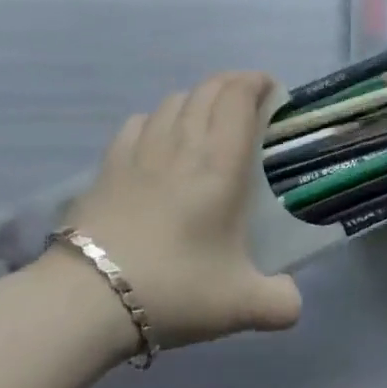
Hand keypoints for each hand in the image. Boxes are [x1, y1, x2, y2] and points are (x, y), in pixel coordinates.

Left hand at [56, 72, 301, 349]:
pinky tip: (158, 138)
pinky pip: (139, 121)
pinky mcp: (110, 163)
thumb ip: (278, 304)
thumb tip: (294, 305)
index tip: (270, 88)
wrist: (91, 295)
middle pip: (208, 89)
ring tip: (206, 116)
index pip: (238, 97)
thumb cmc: (175, 286)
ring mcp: (142, 149)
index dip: (256, 82)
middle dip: (231, 84)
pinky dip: (157, 119)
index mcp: (221, 162)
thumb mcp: (239, 304)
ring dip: (196, 98)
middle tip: (247, 99)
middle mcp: (183, 142)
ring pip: (173, 100)